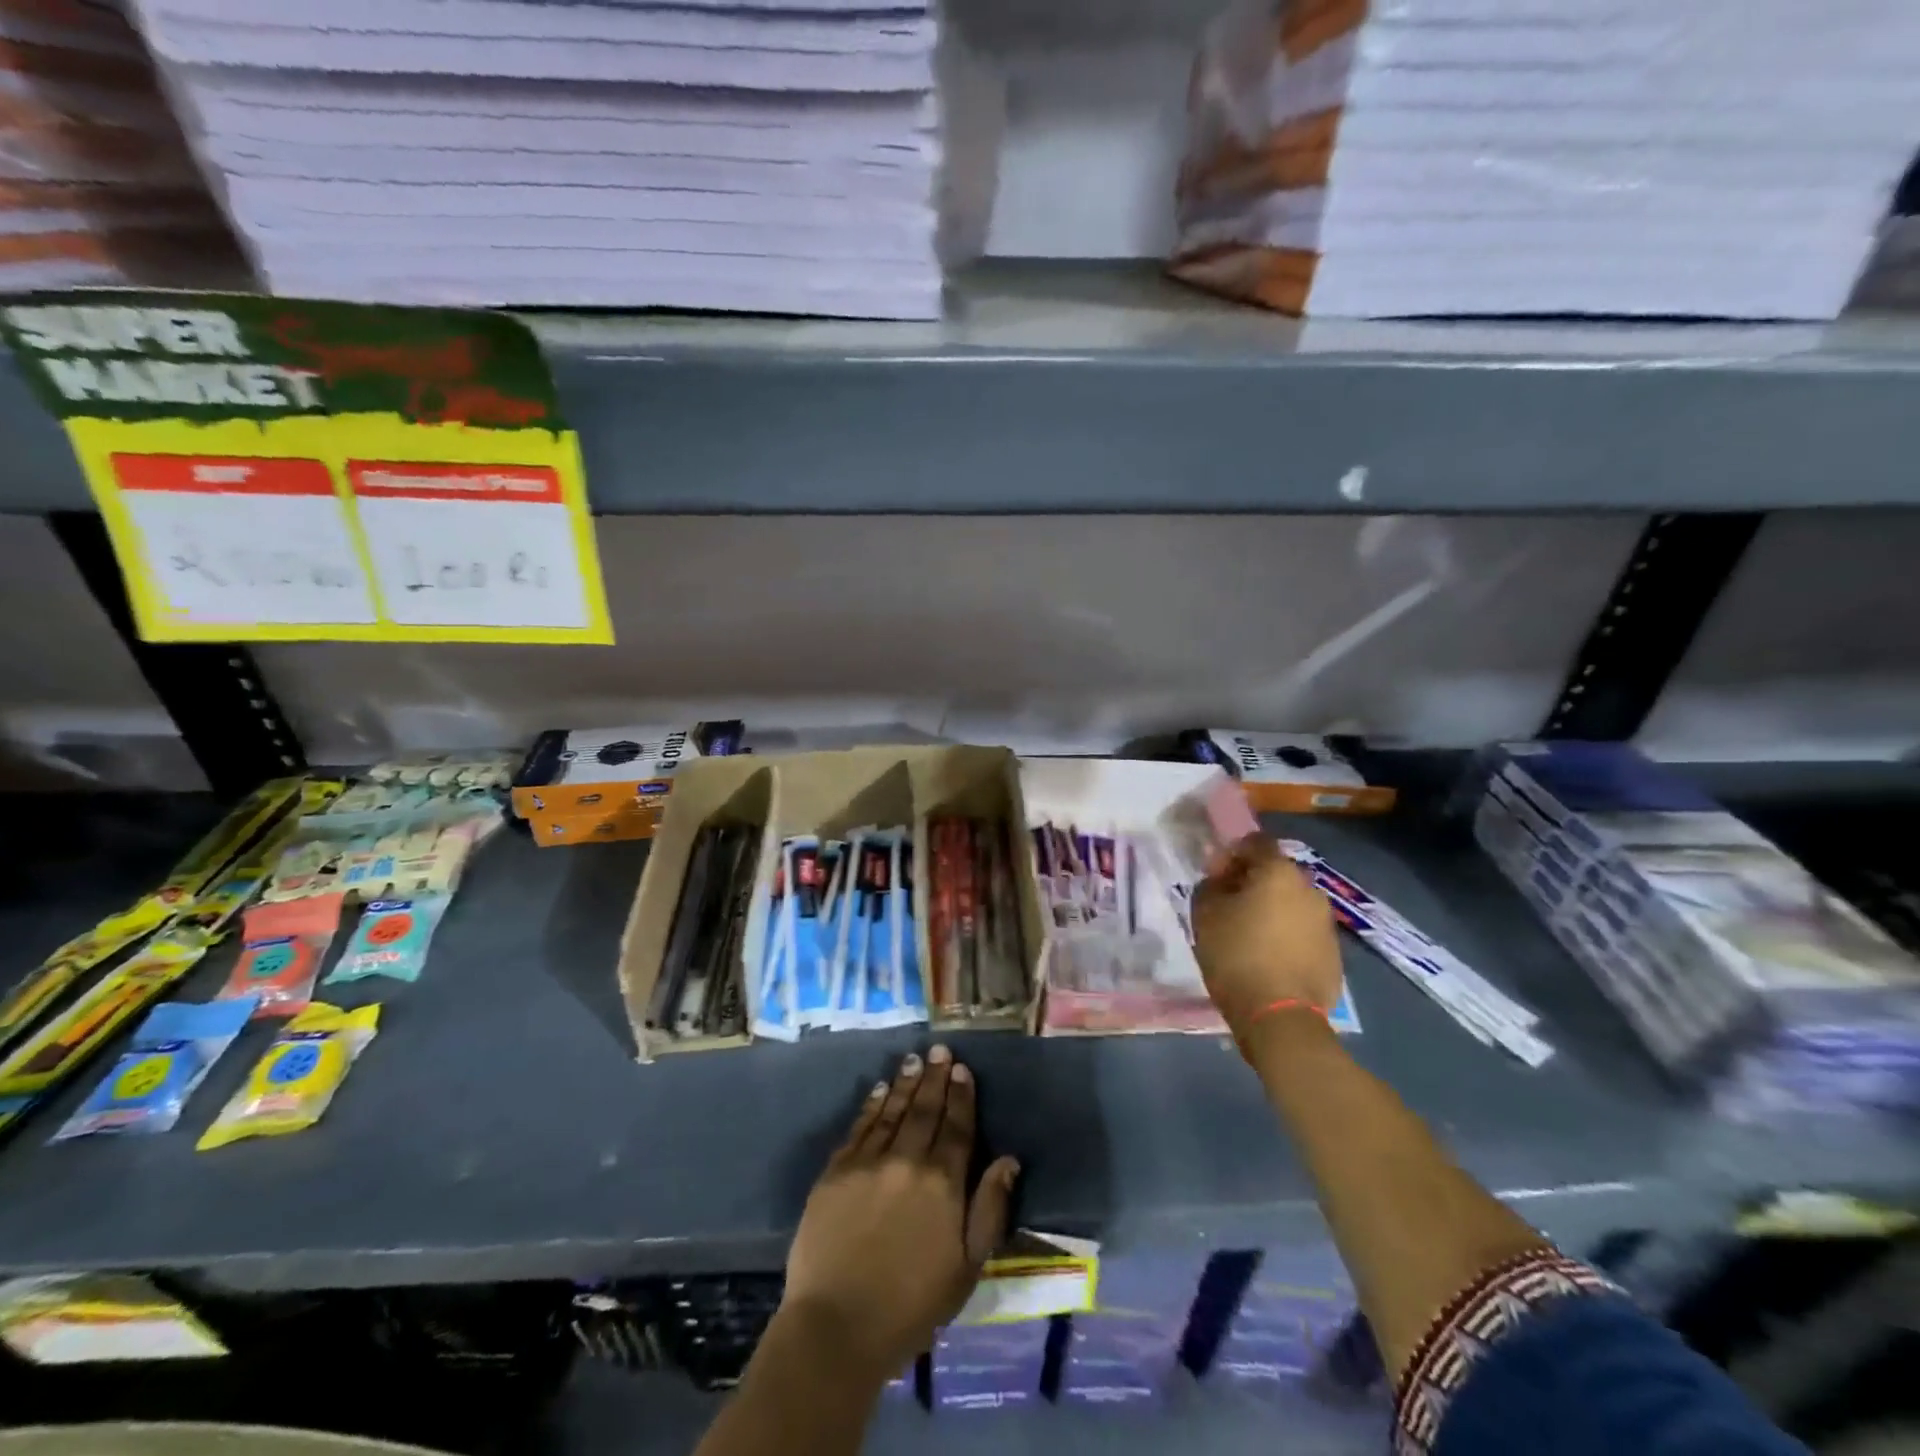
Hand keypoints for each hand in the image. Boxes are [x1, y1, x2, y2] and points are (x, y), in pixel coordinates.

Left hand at [782, 1045, 1020, 1381]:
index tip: (963, 1069)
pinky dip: (871, 1105)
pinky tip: (878, 1089)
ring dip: (905, 1083)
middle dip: (935, 1077)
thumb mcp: (967, 1267)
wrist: (837, 1326)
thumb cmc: (912, 1305)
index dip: (961, 1096)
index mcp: (943, 1183)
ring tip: (914, 1060)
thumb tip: (1008, 1159)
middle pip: (924, 1110)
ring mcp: (868, 1162)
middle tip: (940, 1049)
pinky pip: (859, 1127)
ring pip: (891, 1111)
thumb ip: (989, 1208)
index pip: (957, 1127)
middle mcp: (907, 1160)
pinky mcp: (835, 1171)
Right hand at [1192, 834, 1343, 1039]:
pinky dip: (1286, 937)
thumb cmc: (1236, 955)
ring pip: (1292, 904)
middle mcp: (1310, 889)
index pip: (1255, 842)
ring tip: (1248, 935)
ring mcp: (1327, 923)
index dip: (1231, 854)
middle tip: (1228, 906)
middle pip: (1276, 874)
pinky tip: (1268, 959)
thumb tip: (1221, 881)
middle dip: (1252, 884)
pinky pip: (1303, 933)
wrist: (1280, 1017)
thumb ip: (1210, 886)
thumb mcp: (1205, 914)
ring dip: (1271, 911)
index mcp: (1279, 872)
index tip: (1214, 877)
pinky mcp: (1334, 955)